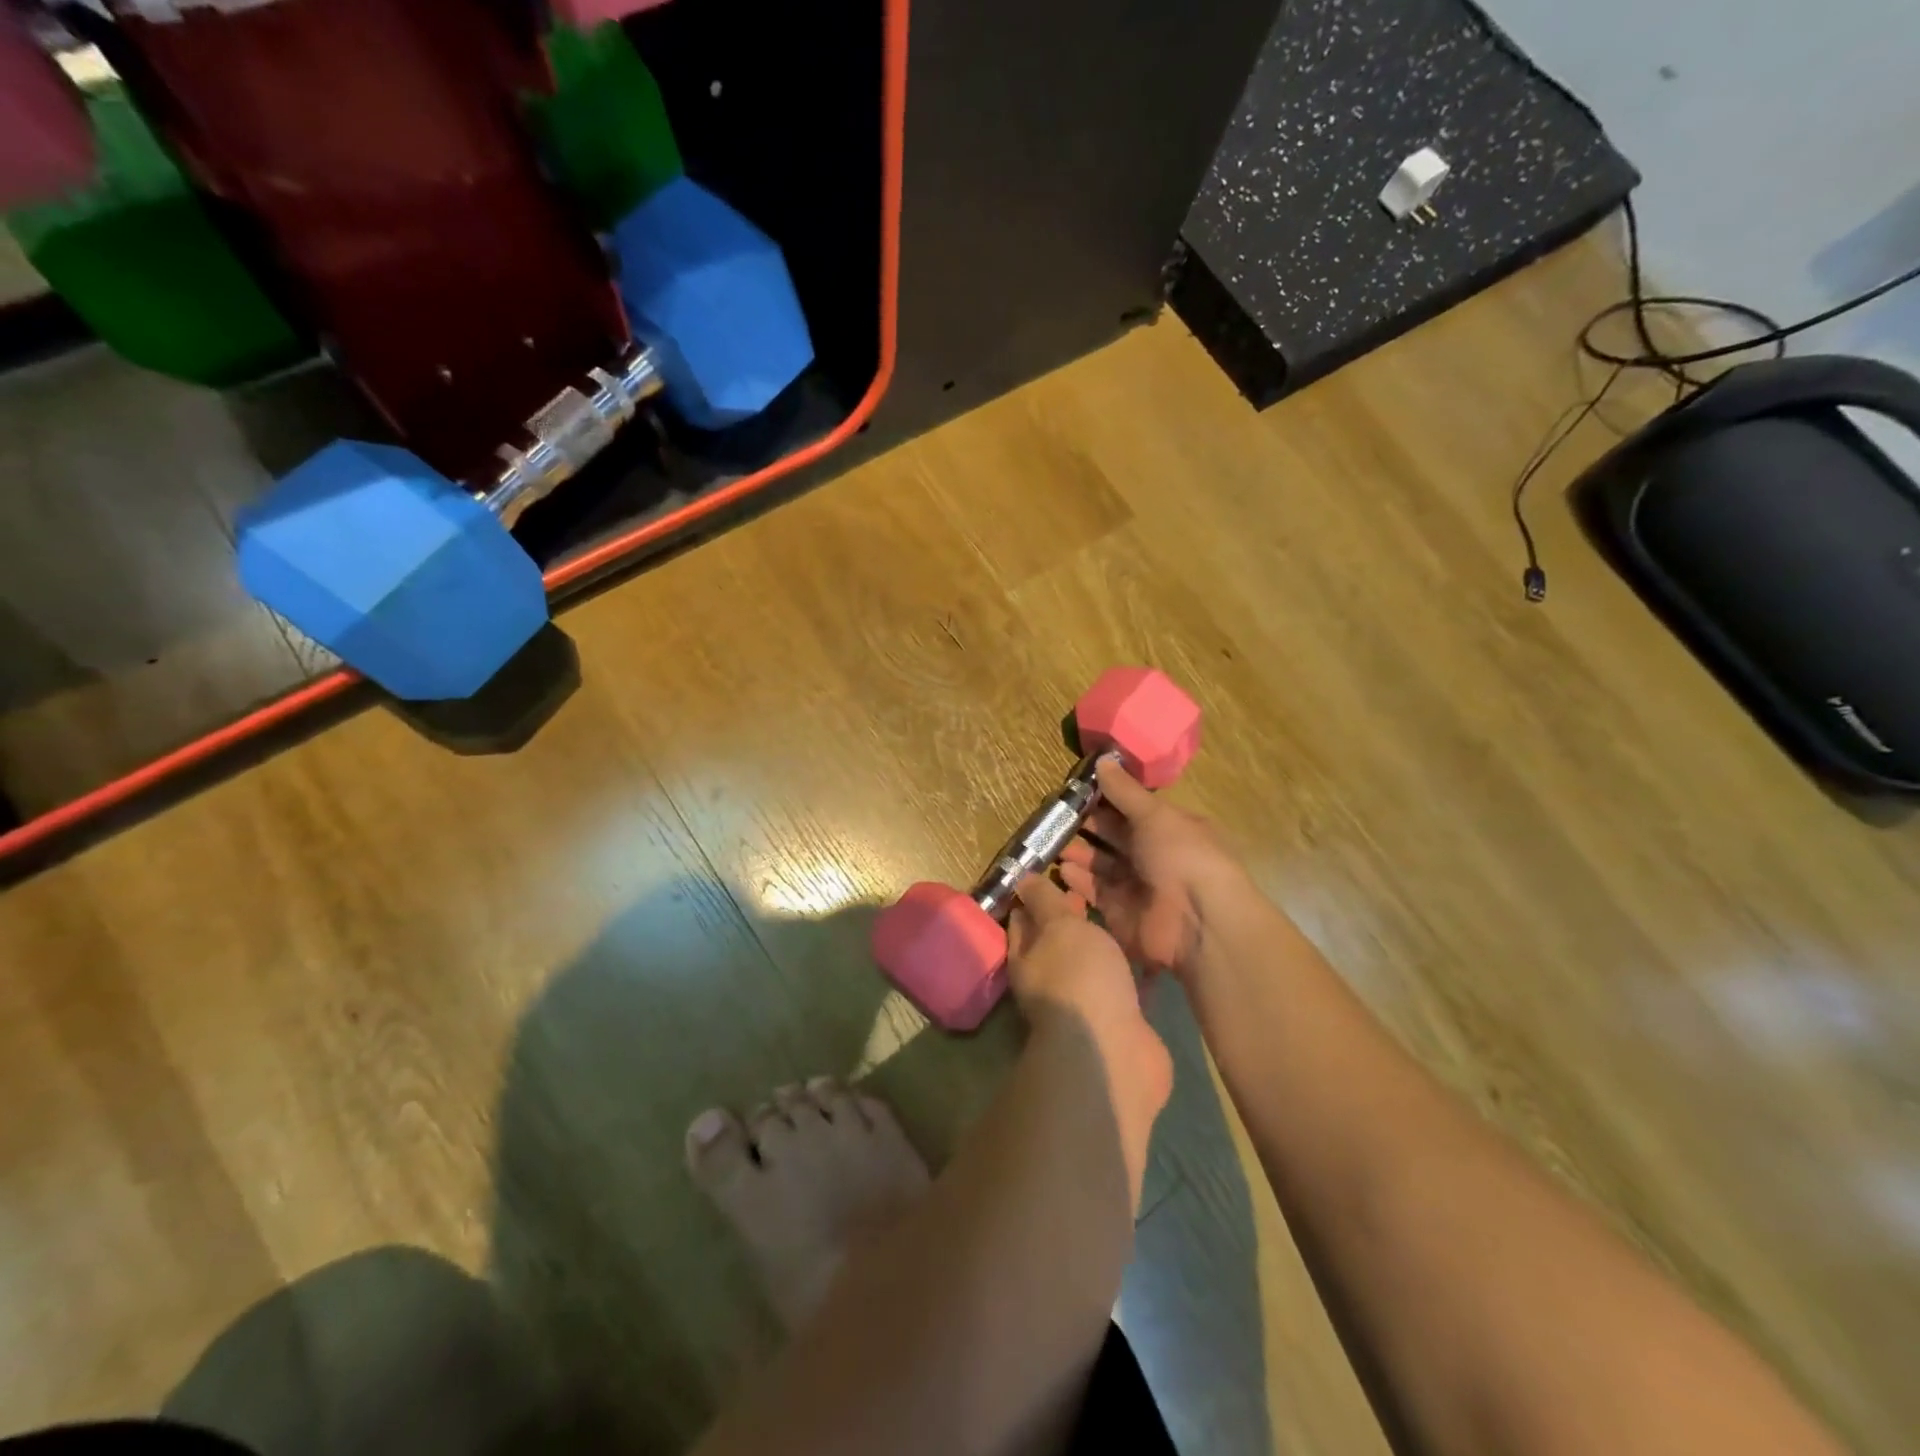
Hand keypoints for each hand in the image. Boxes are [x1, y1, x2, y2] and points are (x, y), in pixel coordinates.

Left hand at [1006, 873, 1172, 1185]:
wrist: (1114, 1051)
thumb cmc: (1080, 977)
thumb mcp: (1059, 927)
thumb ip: (1045, 902)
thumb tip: (1022, 880)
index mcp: (1026, 958)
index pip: (1023, 919)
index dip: (1034, 895)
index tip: (1050, 870)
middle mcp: (1050, 982)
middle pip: (1057, 942)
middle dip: (1069, 917)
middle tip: (1090, 886)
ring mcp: (1085, 1004)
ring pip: (1090, 965)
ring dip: (1100, 944)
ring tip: (1120, 911)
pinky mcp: (1119, 1021)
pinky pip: (1122, 987)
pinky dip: (1131, 972)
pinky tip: (1147, 953)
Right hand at [1057, 759, 1246, 980]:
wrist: (1198, 922)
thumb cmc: (1182, 856)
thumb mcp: (1155, 815)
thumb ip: (1124, 791)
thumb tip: (1102, 759)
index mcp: (1168, 828)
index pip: (1131, 810)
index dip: (1105, 800)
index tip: (1074, 791)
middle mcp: (1153, 856)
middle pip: (1113, 837)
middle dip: (1086, 827)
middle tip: (1054, 817)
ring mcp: (1136, 886)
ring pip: (1101, 864)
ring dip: (1078, 853)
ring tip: (1051, 843)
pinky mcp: (1120, 912)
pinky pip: (1094, 892)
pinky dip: (1078, 881)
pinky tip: (1061, 869)